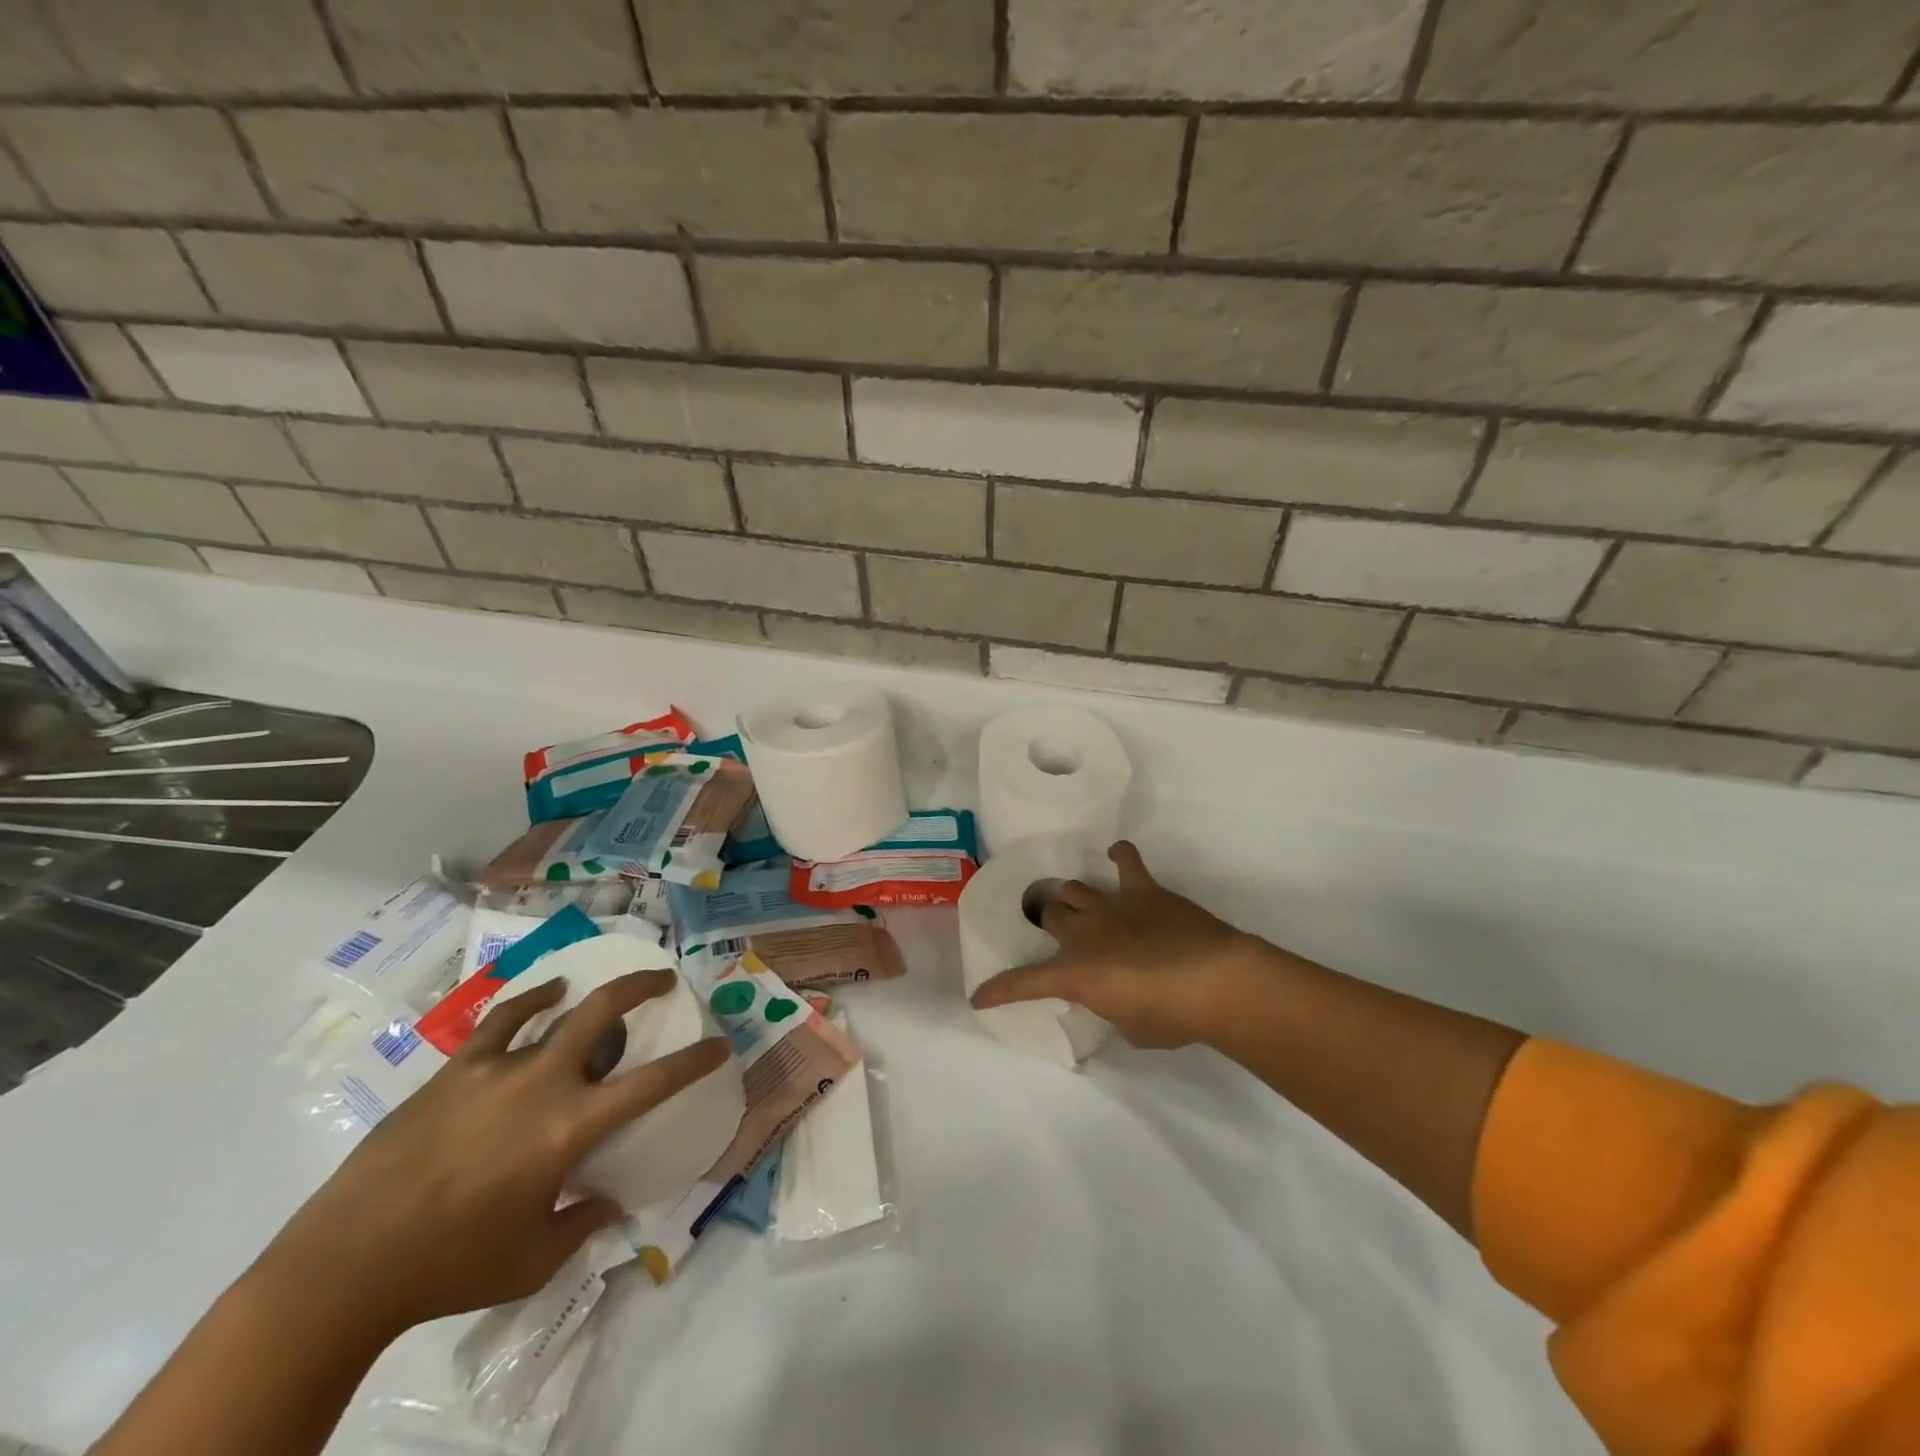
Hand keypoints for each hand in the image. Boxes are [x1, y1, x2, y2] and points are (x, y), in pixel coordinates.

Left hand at [266, 970, 727, 1337]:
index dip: (695, 1060)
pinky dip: (530, 1003)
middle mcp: (543, 1083)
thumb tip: (610, 1204)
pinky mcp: (455, 1070)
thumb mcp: (531, 1259)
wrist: (343, 1265)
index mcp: (571, 1128)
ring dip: (589, 993)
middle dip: (643, 987)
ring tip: (601, 989)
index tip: (720, 1044)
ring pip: (555, 1009)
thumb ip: (582, 1225)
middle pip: (605, 1012)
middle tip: (664, 979)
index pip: (653, 1083)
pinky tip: (543, 997)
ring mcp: (496, 1069)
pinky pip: (502, 1022)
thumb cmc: (449, 1266)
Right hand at [970, 841, 1273, 1048]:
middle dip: (1048, 923)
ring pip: (1074, 889)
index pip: (1023, 982)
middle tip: (1058, 933)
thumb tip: (1115, 997)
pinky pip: (1126, 861)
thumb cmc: (1172, 1017)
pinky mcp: (1144, 890)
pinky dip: (1120, 855)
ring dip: (1072, 897)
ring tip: (1077, 903)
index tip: (979, 998)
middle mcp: (1083, 932)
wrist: (1215, 980)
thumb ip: (1112, 1008)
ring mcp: (1111, 905)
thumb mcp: (1130, 1028)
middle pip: (1049, 915)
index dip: (998, 991)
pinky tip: (1116, 853)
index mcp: (1074, 972)